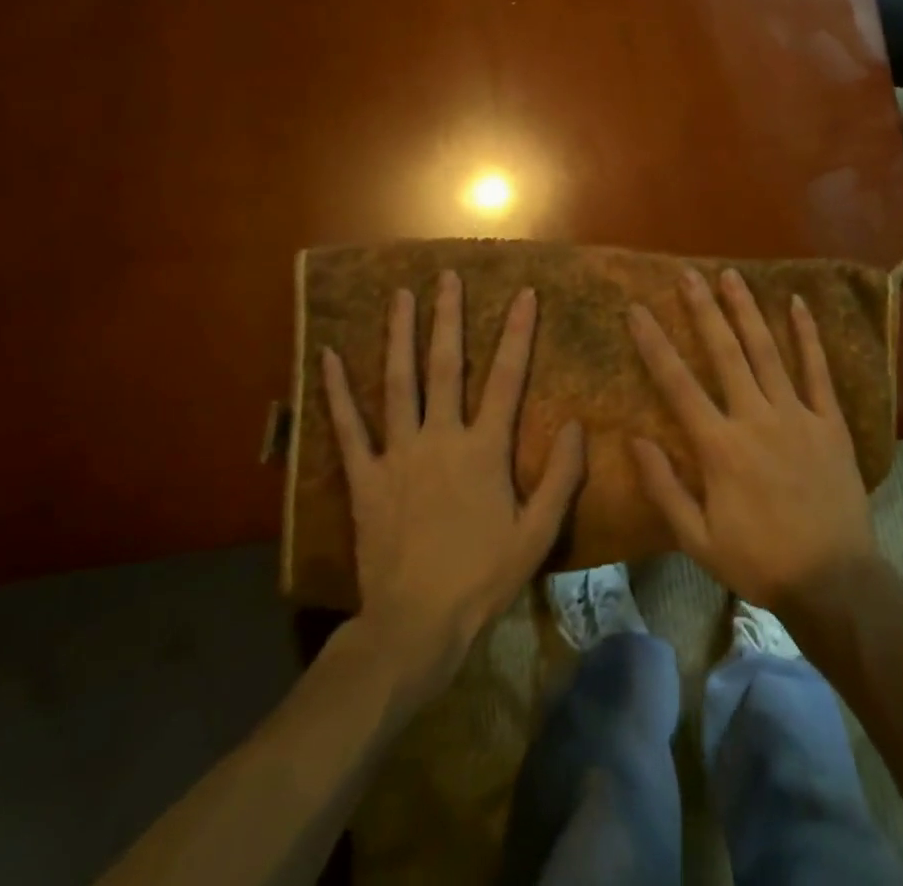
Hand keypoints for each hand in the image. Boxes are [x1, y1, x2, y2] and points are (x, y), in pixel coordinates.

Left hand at [323, 273, 585, 695]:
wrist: (414, 625)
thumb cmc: (482, 578)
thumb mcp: (537, 533)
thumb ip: (561, 477)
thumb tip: (574, 424)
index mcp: (484, 449)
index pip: (507, 378)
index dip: (517, 333)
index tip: (524, 294)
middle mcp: (440, 438)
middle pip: (445, 366)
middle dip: (448, 318)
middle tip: (447, 276)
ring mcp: (397, 455)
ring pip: (398, 384)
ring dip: (399, 336)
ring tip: (400, 296)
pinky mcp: (364, 478)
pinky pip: (348, 429)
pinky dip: (336, 392)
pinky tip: (328, 357)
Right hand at [627, 268, 877, 611]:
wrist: (834, 580)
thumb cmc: (760, 560)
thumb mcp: (698, 539)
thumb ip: (665, 488)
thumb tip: (635, 440)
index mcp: (719, 446)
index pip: (677, 384)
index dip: (654, 344)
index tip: (637, 311)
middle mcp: (755, 418)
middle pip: (724, 353)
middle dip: (703, 310)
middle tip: (688, 275)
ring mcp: (796, 414)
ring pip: (767, 351)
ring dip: (746, 311)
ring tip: (731, 276)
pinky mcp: (829, 421)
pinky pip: (818, 370)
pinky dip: (807, 335)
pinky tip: (797, 304)